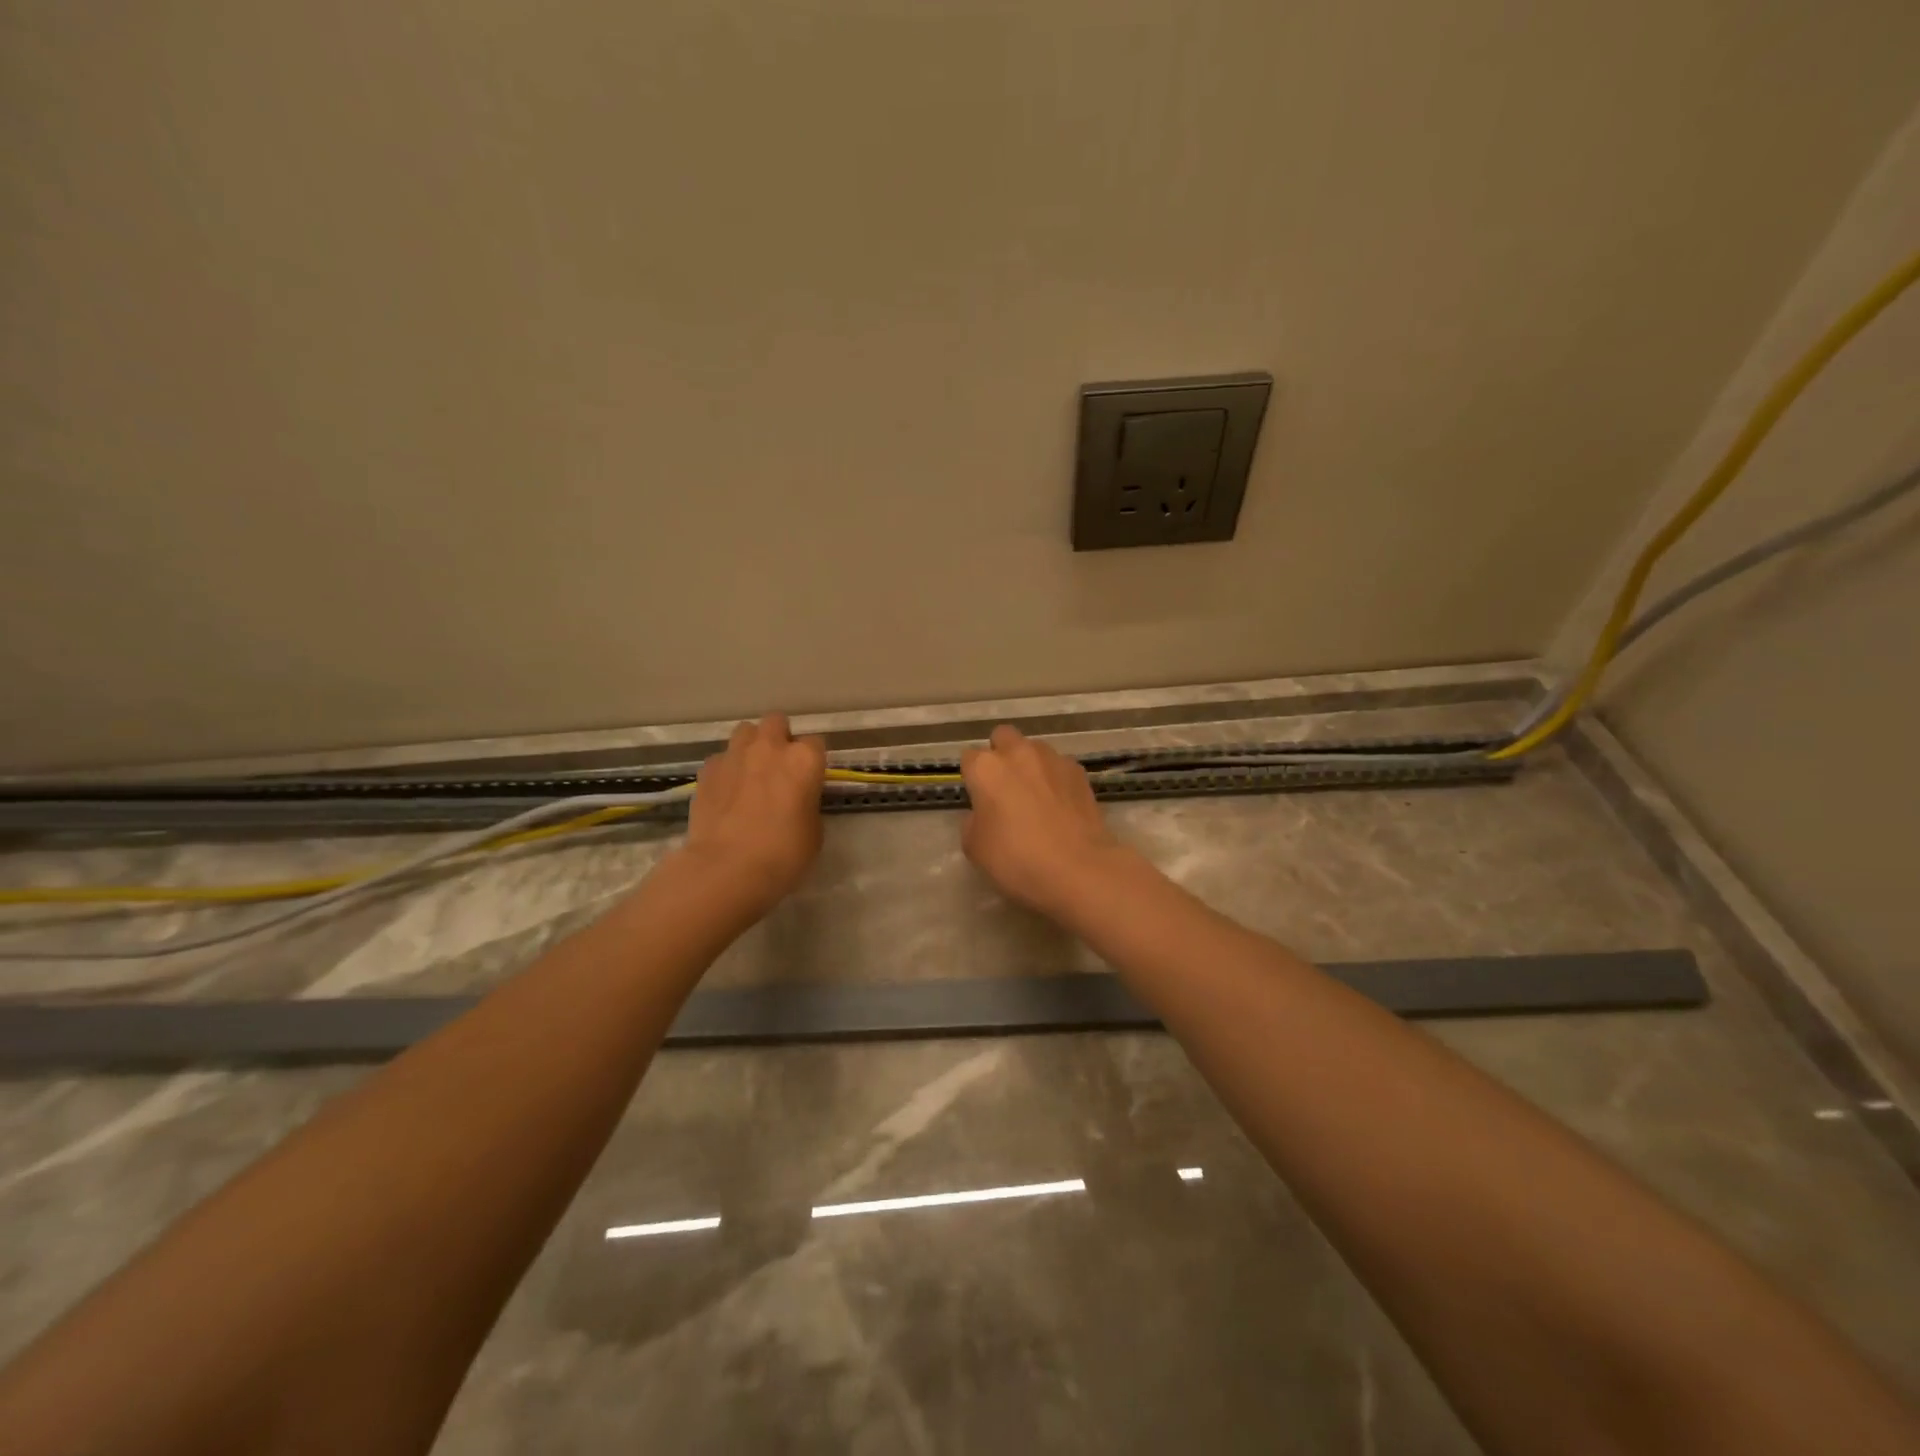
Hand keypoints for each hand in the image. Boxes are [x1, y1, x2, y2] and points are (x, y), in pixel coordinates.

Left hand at [682, 714, 826, 913]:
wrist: (727, 868)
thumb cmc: (783, 854)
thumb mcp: (814, 831)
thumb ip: (807, 804)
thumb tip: (797, 800)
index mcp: (804, 760)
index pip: (815, 743)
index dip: (812, 761)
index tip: (809, 778)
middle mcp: (770, 747)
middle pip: (777, 722)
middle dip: (779, 737)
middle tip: (778, 766)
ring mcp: (734, 755)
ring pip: (745, 731)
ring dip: (750, 745)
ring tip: (749, 772)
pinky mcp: (706, 770)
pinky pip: (720, 758)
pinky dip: (725, 769)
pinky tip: (725, 792)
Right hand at [960, 725, 1129, 917]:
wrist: (1078, 869)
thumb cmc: (1017, 859)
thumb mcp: (975, 848)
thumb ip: (973, 822)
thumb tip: (984, 814)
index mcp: (986, 768)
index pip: (969, 758)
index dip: (973, 778)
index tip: (978, 800)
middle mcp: (1018, 753)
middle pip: (1003, 737)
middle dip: (1001, 755)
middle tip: (1005, 788)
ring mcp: (1053, 759)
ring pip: (1034, 749)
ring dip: (1030, 765)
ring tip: (1037, 797)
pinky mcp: (1079, 772)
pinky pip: (1060, 766)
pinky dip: (1056, 779)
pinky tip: (1061, 805)